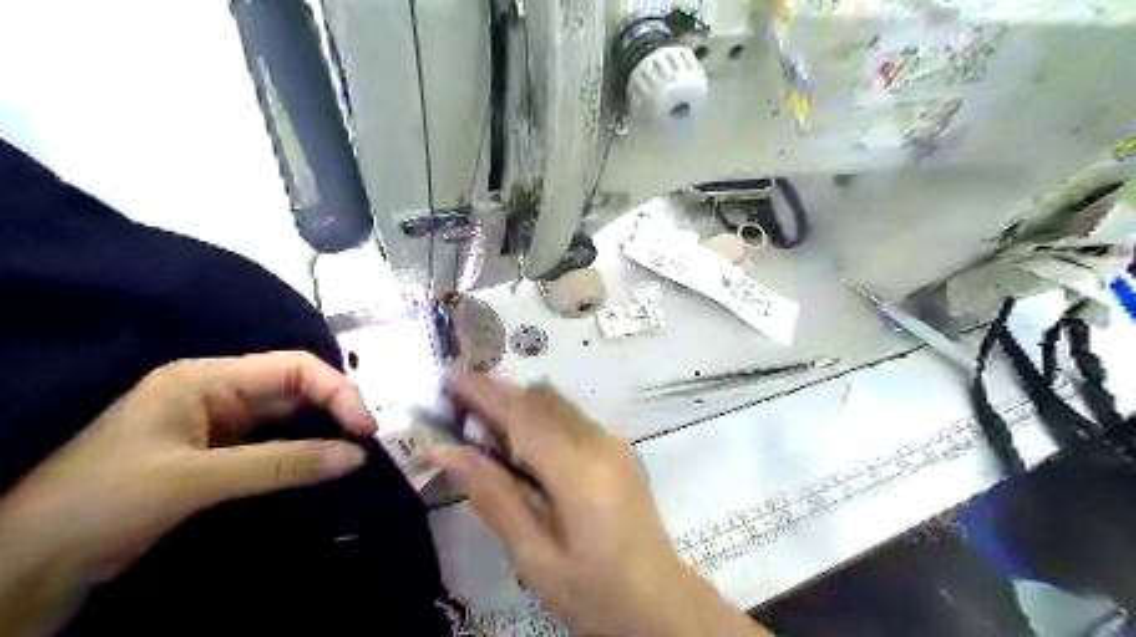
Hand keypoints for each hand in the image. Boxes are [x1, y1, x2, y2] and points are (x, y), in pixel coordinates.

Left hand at [1, 352, 381, 633]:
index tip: (366, 429)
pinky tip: (323, 462)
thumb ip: (283, 464)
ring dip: (324, 429)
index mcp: (206, 378)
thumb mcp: (197, 480)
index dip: (338, 391)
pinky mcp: (219, 451)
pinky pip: (276, 441)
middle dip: (336, 408)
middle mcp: (217, 391)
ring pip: (289, 414)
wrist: (28, 563)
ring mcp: (218, 421)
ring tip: (354, 451)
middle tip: (366, 442)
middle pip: (296, 386)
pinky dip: (304, 449)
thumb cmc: (104, 503)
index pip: (294, 368)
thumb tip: (356, 456)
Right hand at [432, 375, 765, 633]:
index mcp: (579, 470)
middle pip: (542, 400)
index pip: (524, 415)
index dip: (485, 393)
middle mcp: (599, 442)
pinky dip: (539, 417)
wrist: (659, 600)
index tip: (451, 379)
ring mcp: (614, 442)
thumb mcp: (533, 556)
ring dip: (519, 403)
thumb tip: (449, 452)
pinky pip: (571, 417)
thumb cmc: (592, 590)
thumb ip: (493, 497)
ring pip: (558, 404)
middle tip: (459, 403)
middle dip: (499, 393)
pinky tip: (521, 440)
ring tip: (483, 420)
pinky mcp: (618, 448)